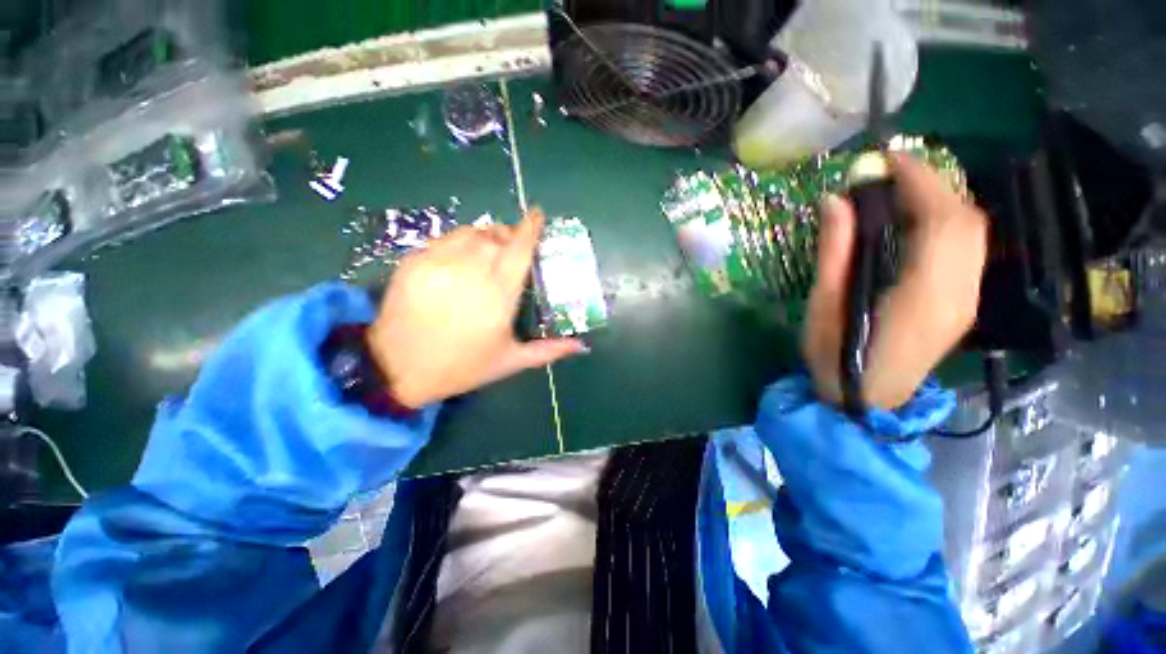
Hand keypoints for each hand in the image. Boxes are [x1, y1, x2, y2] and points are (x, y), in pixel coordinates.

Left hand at [366, 208, 585, 408]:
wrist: (397, 369)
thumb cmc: (462, 366)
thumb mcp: (510, 361)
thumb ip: (549, 350)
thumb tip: (582, 345)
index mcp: (499, 296)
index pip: (519, 250)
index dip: (530, 228)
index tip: (537, 215)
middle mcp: (471, 272)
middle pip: (497, 236)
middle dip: (510, 234)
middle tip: (515, 244)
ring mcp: (439, 263)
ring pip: (471, 232)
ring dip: (486, 235)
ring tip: (490, 249)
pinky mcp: (414, 261)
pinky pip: (445, 238)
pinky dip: (461, 240)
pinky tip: (463, 256)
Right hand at [803, 154, 988, 409]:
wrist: (864, 403)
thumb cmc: (834, 357)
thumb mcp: (824, 305)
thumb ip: (834, 251)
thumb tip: (834, 201)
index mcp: (923, 294)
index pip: (941, 220)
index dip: (921, 180)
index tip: (888, 159)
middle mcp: (958, 293)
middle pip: (966, 221)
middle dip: (933, 185)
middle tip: (889, 175)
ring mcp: (965, 300)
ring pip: (971, 234)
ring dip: (940, 202)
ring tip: (899, 193)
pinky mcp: (961, 305)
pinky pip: (966, 251)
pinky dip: (945, 224)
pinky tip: (914, 223)